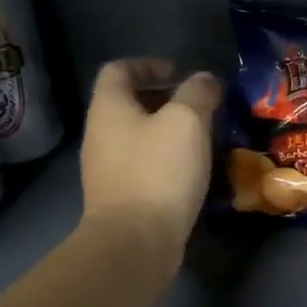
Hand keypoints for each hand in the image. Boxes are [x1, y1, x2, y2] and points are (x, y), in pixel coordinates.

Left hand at [80, 58, 221, 268]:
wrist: (135, 241)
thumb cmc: (159, 171)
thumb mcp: (187, 121)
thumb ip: (197, 93)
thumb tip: (204, 79)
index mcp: (109, 108)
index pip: (119, 70)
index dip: (150, 64)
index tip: (181, 73)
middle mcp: (101, 135)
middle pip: (130, 104)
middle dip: (166, 100)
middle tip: (202, 107)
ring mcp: (108, 170)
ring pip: (140, 138)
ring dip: (170, 133)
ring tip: (204, 139)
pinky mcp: (122, 198)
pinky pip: (145, 167)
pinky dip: (168, 161)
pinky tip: (194, 172)